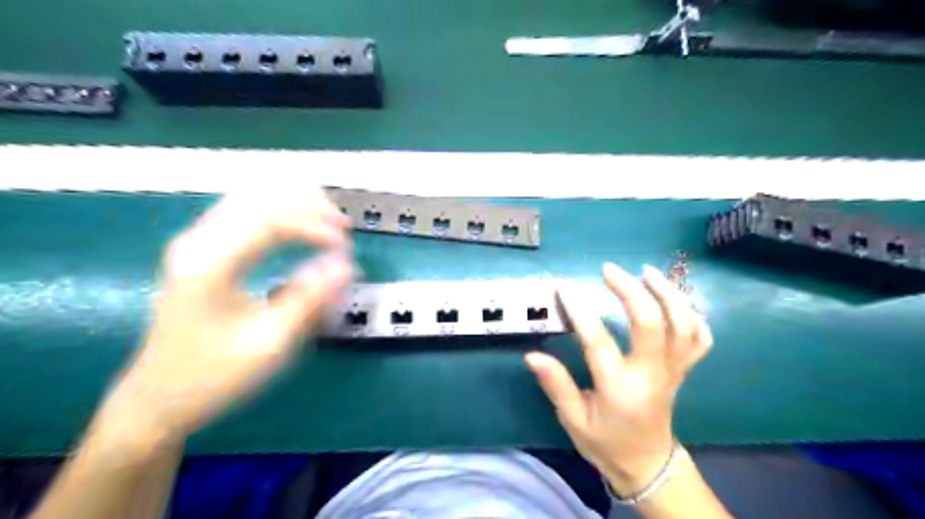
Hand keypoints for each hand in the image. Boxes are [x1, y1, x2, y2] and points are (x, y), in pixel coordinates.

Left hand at [95, 186, 353, 452]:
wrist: (156, 400)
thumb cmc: (214, 376)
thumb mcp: (270, 343)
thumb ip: (311, 300)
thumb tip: (347, 266)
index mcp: (212, 263)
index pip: (272, 220)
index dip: (316, 225)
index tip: (346, 245)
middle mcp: (199, 242)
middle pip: (259, 198)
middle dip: (308, 204)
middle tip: (343, 225)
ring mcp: (195, 244)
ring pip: (249, 199)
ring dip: (292, 203)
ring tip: (327, 219)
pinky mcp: (199, 253)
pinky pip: (241, 213)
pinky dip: (275, 211)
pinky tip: (296, 223)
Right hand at [523, 264, 709, 498]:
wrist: (648, 465)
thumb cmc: (606, 443)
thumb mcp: (574, 420)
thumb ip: (557, 385)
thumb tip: (532, 356)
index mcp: (620, 389)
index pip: (599, 342)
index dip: (580, 311)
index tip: (564, 288)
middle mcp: (651, 375)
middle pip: (652, 324)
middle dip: (631, 291)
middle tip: (609, 270)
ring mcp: (672, 371)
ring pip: (684, 326)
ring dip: (668, 294)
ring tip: (647, 272)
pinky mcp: (682, 370)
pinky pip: (699, 339)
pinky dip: (692, 315)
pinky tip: (672, 299)